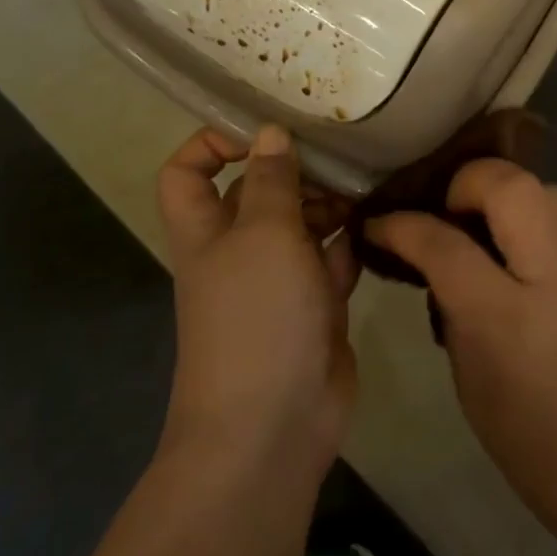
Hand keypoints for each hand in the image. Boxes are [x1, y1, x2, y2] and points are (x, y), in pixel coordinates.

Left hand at [156, 125, 358, 482]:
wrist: (273, 425)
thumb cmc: (257, 315)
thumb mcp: (264, 232)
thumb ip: (271, 180)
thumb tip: (269, 132)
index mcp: (207, 230)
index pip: (187, 171)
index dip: (214, 142)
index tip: (263, 131)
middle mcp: (237, 249)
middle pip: (258, 192)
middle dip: (295, 172)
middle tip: (339, 158)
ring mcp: (277, 280)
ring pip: (300, 224)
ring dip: (329, 206)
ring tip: (364, 191)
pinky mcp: (313, 306)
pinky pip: (329, 261)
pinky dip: (346, 247)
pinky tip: (370, 235)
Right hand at [365, 164, 556, 555]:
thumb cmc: (540, 453)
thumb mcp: (473, 387)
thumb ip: (455, 310)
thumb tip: (440, 261)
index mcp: (509, 321)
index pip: (442, 244)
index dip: (400, 225)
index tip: (380, 224)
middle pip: (510, 184)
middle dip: (468, 181)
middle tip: (452, 212)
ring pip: (551, 192)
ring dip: (513, 200)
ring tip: (498, 235)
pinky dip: (549, 235)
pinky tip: (543, 272)